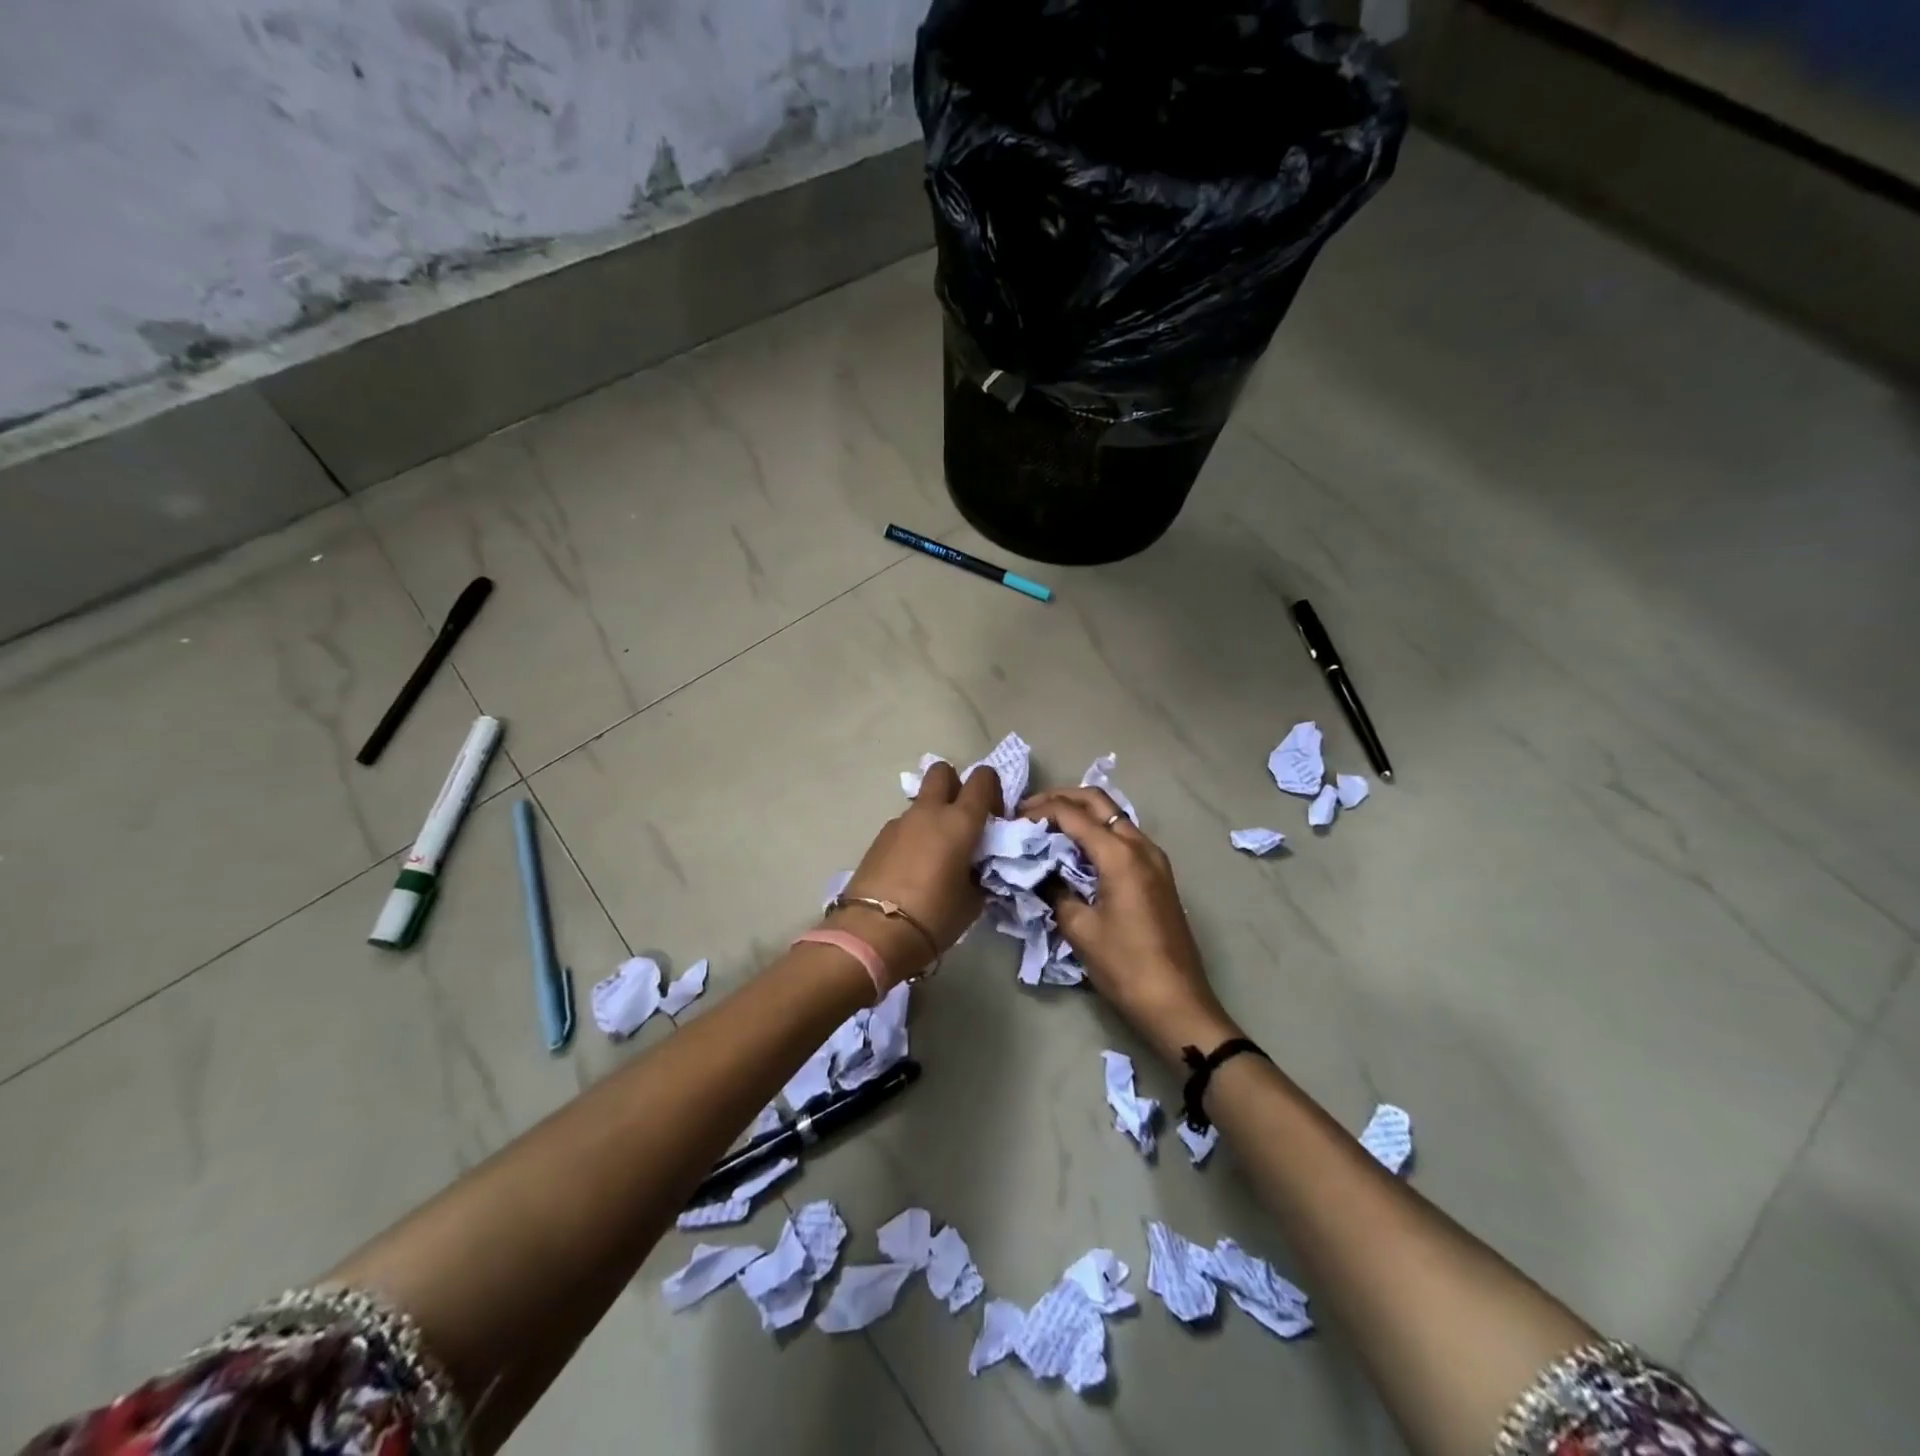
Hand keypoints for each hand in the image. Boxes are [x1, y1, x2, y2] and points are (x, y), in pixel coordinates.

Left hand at [829, 760, 1002, 986]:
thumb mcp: (972, 902)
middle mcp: (929, 812)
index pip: (982, 779)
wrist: (873, 932)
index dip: (992, 790)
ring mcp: (899, 822)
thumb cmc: (934, 916)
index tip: (994, 818)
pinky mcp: (878, 838)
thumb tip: (974, 869)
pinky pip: (904, 826)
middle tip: (962, 820)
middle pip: (942, 772)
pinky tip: (913, 869)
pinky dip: (913, 836)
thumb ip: (979, 875)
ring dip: (932, 816)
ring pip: (921, 802)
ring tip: (936, 855)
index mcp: (960, 821)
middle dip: (955, 785)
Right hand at [1020, 787, 1240, 1065]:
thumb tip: (1042, 874)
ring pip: (1113, 817)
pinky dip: (1097, 833)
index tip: (1013, 818)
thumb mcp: (1080, 929)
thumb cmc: (1125, 966)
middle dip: (1062, 799)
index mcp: (1120, 854)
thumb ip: (1056, 891)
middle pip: (1098, 801)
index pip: (1073, 814)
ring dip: (1081, 814)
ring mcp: (1154, 859)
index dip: (1039, 810)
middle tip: (1029, 810)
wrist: (1176, 1001)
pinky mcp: (1158, 875)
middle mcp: (1140, 846)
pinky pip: (1124, 838)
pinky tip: (1076, 852)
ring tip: (1048, 828)